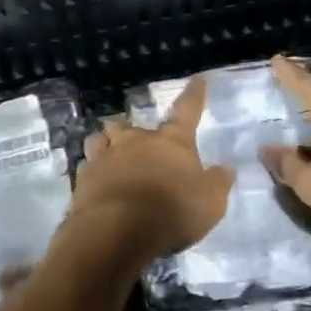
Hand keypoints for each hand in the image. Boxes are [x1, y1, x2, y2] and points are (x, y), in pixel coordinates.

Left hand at [70, 76, 235, 262]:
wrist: (117, 231)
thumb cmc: (171, 212)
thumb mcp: (210, 203)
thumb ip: (218, 183)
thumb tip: (226, 168)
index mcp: (172, 142)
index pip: (187, 110)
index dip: (194, 95)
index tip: (198, 79)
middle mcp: (136, 141)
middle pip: (131, 125)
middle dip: (134, 131)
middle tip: (139, 145)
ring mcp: (106, 157)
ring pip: (101, 139)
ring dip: (107, 144)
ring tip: (111, 155)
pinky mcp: (83, 178)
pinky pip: (87, 166)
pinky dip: (93, 171)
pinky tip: (96, 183)